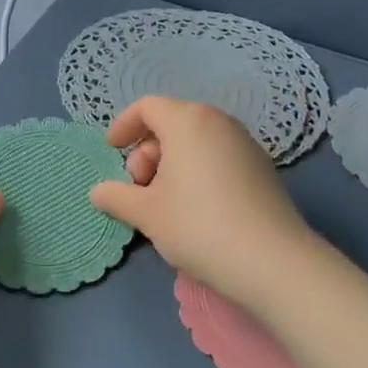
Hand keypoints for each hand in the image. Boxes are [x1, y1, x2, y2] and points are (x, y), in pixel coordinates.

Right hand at [86, 97, 319, 314]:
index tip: (111, 150)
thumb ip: (117, 197)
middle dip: (147, 151)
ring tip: (164, 202)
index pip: (147, 107)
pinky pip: (218, 155)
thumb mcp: (147, 214)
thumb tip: (97, 192)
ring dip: (172, 163)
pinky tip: (196, 208)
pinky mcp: (262, 166)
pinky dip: (198, 170)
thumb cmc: (198, 226)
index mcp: (187, 120)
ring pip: (196, 140)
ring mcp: (245, 142)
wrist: (271, 261)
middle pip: (172, 122)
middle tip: (138, 188)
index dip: (124, 125)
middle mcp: (218, 121)